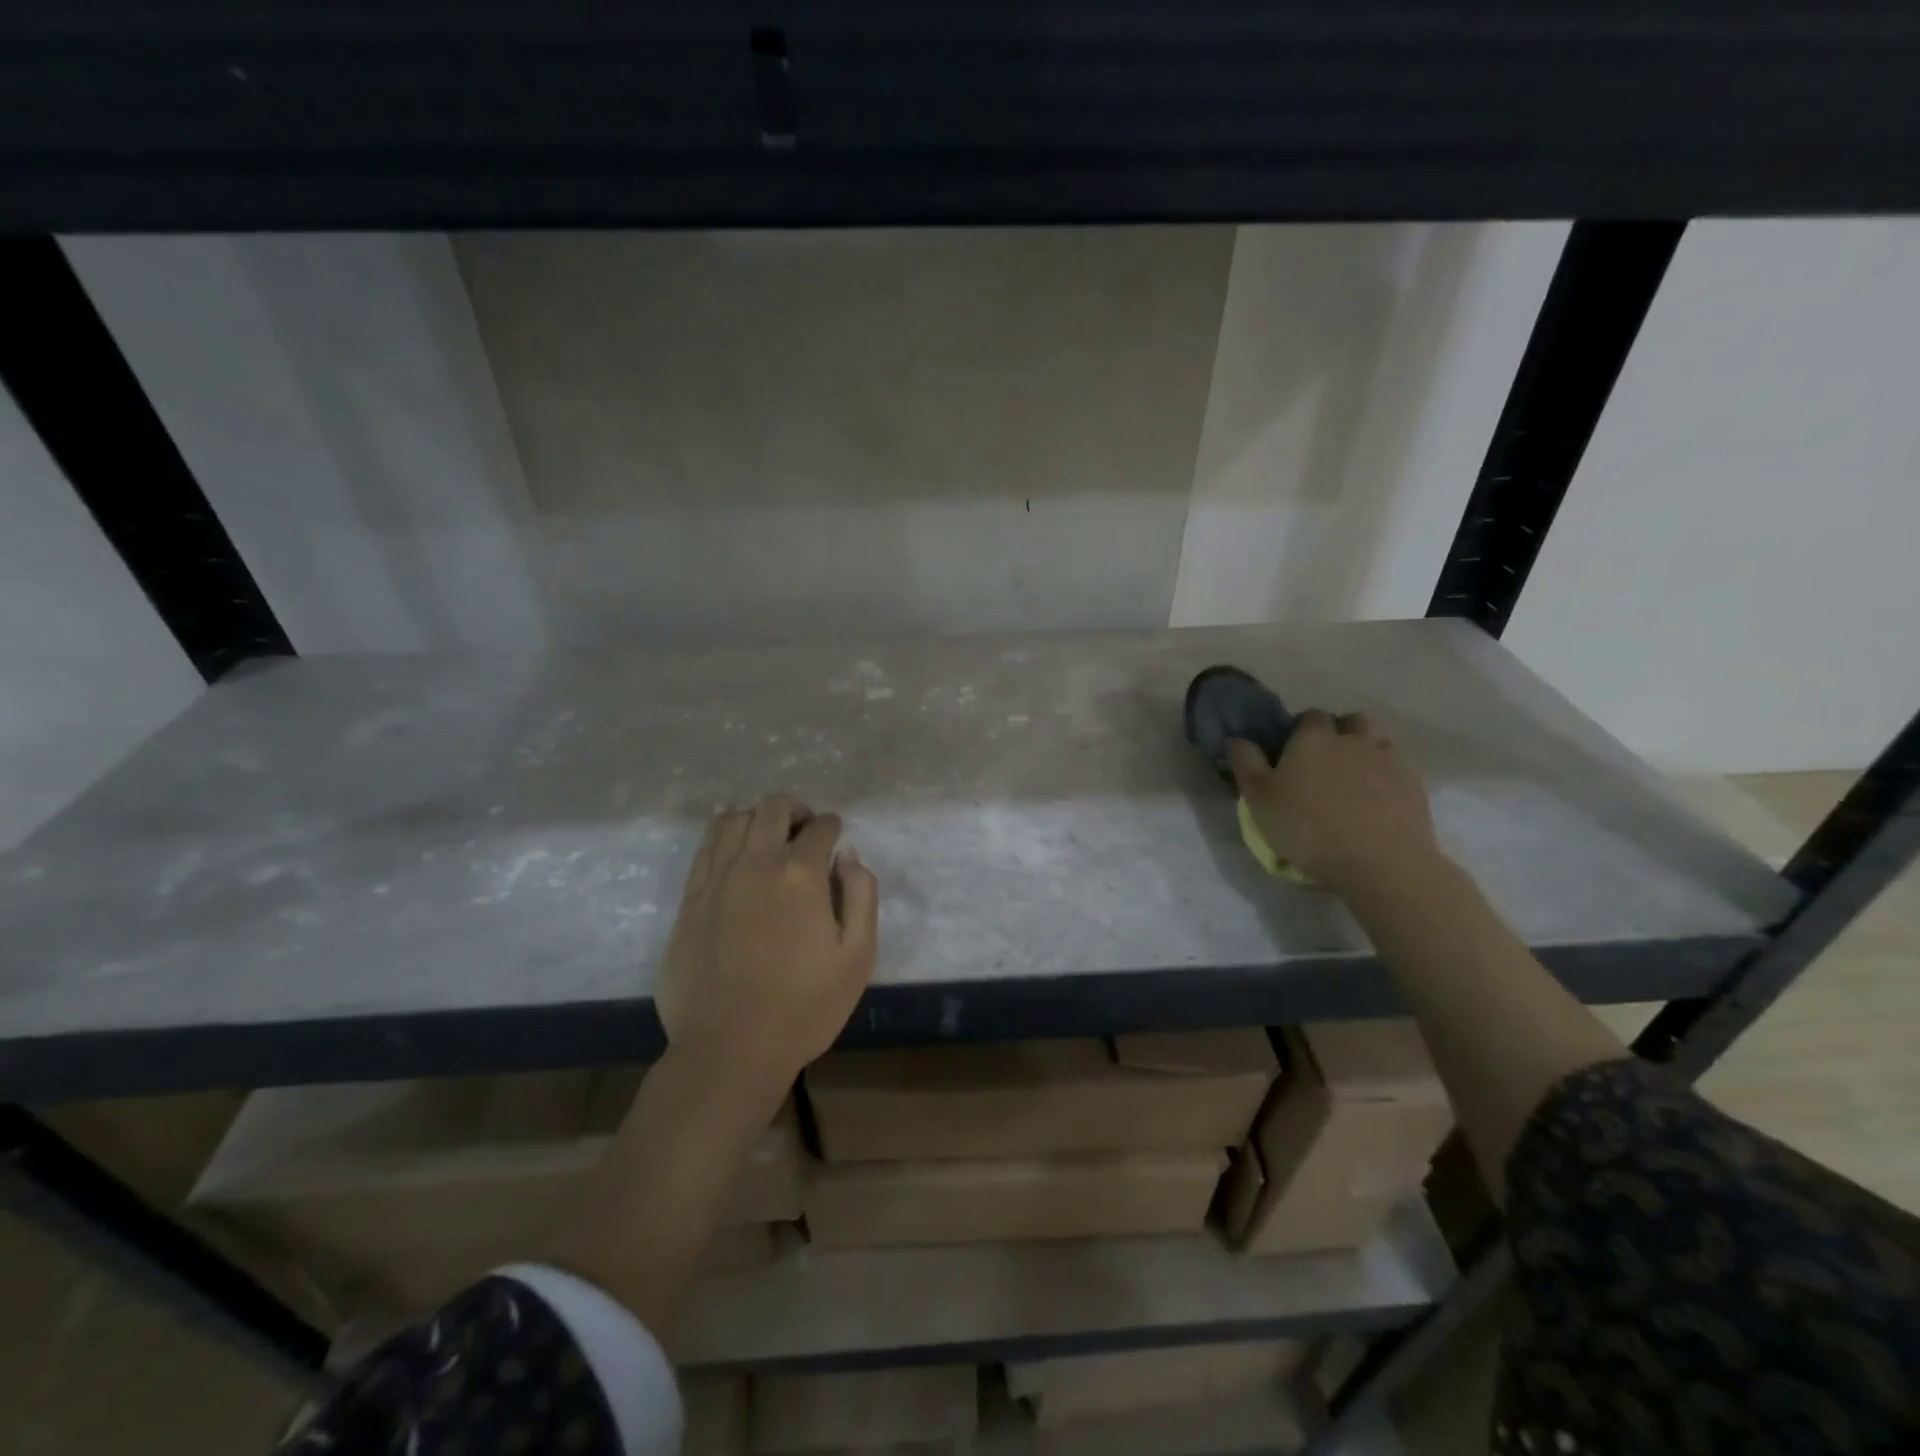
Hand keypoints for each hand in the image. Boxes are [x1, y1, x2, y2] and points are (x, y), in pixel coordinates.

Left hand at [656, 794, 878, 1096]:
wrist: (729, 1051)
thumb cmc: (803, 1009)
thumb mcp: (857, 957)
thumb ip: (861, 896)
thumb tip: (848, 855)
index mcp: (800, 876)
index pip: (820, 828)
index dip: (833, 827)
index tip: (836, 839)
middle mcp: (755, 864)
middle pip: (773, 808)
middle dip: (796, 811)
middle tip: (805, 834)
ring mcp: (715, 880)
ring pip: (733, 819)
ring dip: (757, 819)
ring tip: (769, 840)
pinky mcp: (689, 900)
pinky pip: (705, 847)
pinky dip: (724, 836)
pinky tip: (735, 852)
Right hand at [1228, 710, 1442, 897]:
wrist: (1381, 862)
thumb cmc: (1308, 828)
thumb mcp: (1259, 800)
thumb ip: (1246, 764)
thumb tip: (1237, 739)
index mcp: (1313, 737)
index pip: (1309, 716)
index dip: (1301, 730)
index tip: (1293, 753)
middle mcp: (1353, 739)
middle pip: (1349, 722)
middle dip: (1338, 735)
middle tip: (1324, 765)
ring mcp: (1388, 760)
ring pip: (1376, 743)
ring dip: (1365, 754)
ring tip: (1353, 784)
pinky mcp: (1414, 785)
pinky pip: (1397, 770)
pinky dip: (1386, 779)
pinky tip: (1377, 803)